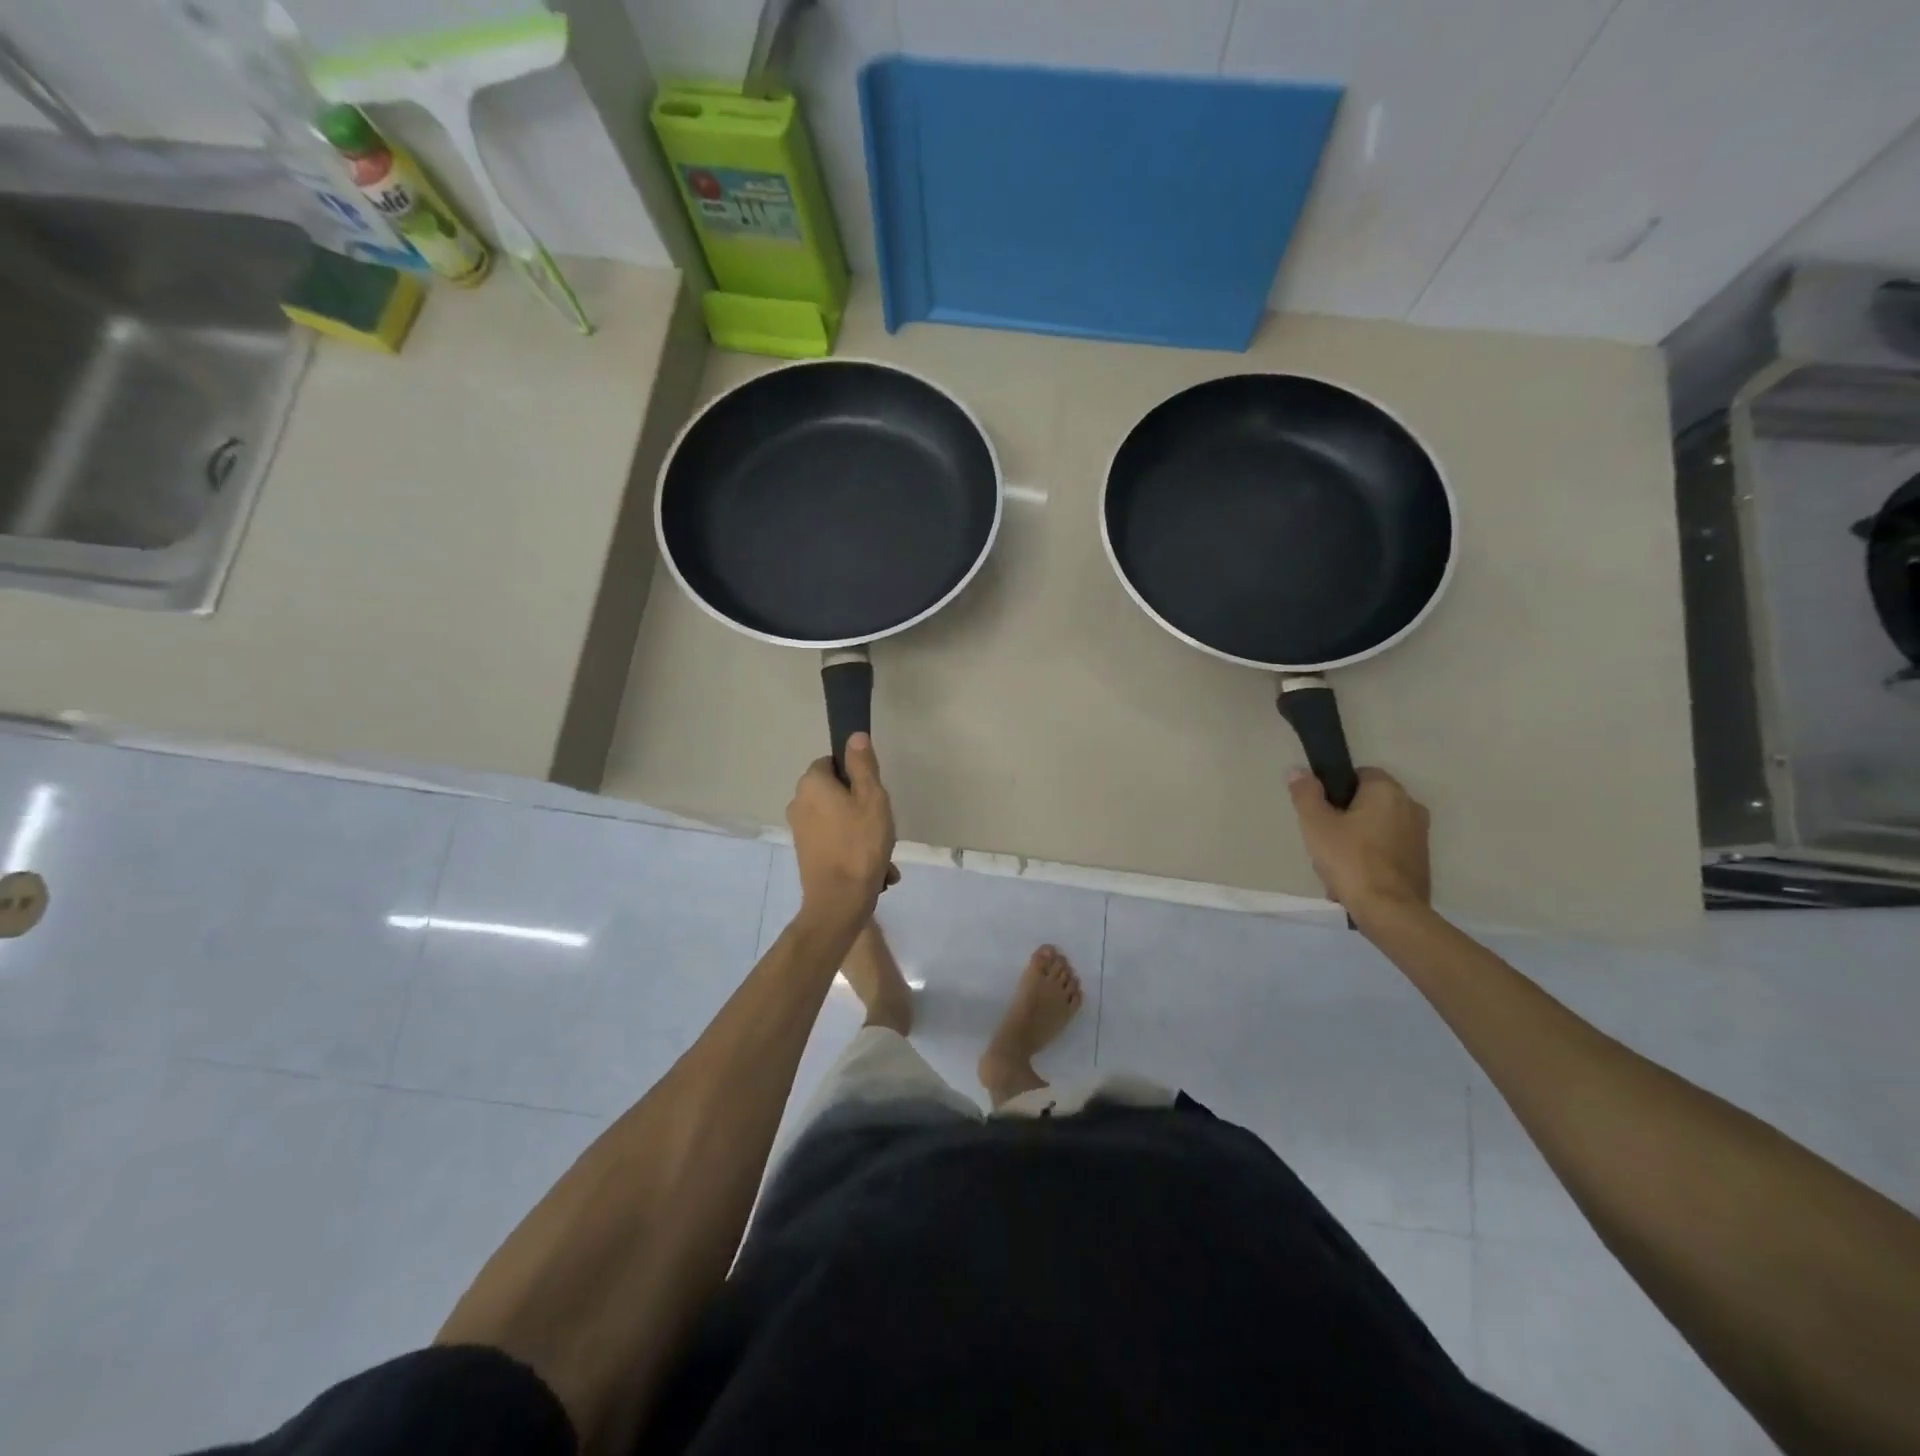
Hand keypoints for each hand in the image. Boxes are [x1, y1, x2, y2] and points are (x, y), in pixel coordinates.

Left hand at [787, 733, 897, 933]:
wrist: (839, 901)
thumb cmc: (860, 843)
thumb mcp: (872, 798)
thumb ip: (863, 765)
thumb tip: (854, 736)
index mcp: (811, 783)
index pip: (832, 762)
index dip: (856, 775)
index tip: (874, 794)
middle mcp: (798, 803)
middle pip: (835, 792)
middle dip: (861, 807)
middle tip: (883, 825)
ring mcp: (800, 830)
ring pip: (838, 820)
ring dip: (862, 832)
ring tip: (884, 855)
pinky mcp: (806, 854)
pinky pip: (835, 841)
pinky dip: (853, 850)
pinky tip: (876, 870)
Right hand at [1288, 767, 1430, 913]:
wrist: (1389, 911)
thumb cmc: (1350, 859)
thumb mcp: (1316, 824)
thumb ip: (1306, 794)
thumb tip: (1299, 771)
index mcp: (1387, 791)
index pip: (1361, 774)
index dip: (1336, 788)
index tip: (1321, 810)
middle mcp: (1411, 807)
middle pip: (1369, 802)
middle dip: (1346, 817)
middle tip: (1323, 838)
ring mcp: (1420, 836)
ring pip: (1377, 828)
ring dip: (1357, 840)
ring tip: (1335, 865)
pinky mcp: (1421, 862)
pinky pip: (1388, 850)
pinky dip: (1371, 859)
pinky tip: (1353, 879)